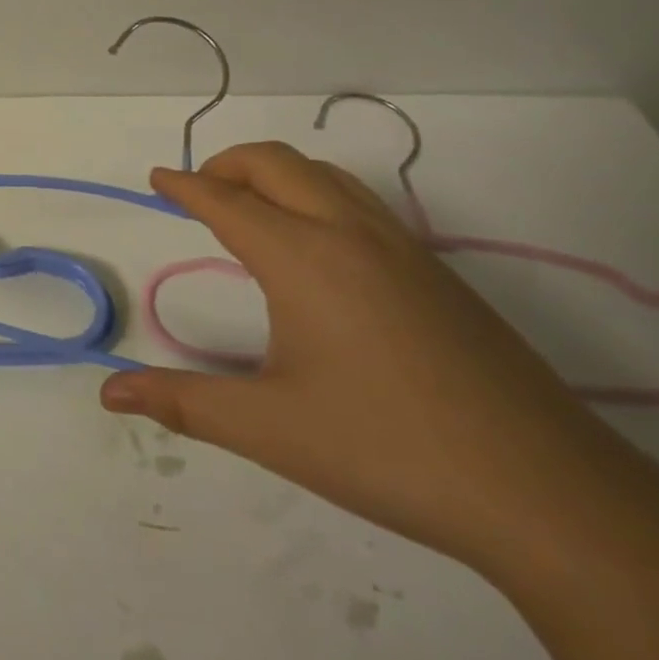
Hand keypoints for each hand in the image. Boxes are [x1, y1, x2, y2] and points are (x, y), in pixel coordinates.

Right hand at [101, 143, 651, 571]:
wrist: (549, 495)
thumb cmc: (388, 449)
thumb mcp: (270, 427)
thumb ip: (183, 401)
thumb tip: (110, 393)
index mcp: (303, 257)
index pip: (226, 201)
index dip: (184, 186)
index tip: (157, 178)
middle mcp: (350, 234)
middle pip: (276, 164)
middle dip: (228, 165)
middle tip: (196, 190)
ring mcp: (403, 249)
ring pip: (326, 175)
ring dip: (277, 173)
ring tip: (251, 206)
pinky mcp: (439, 275)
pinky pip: (361, 203)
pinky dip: (317, 194)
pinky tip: (319, 247)